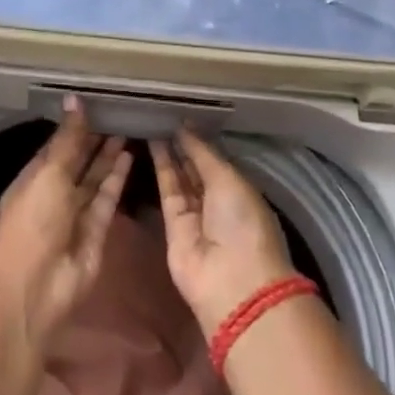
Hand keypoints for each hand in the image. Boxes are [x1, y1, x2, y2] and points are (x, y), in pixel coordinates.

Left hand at [0, 97, 130, 354]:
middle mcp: (54, 193)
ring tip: (127, 128)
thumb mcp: (49, 173)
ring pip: (94, 179)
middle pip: (77, 161)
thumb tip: (75, 99)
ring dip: (108, 157)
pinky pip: (107, 199)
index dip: (75, 126)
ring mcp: (75, 214)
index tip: (96, 103)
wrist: (36, 285)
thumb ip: (69, 139)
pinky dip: (117, 179)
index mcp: (34, 177)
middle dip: (94, 140)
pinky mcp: (97, 231)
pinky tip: (129, 156)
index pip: (57, 145)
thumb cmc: (34, 220)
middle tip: (118, 112)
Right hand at [152, 129, 297, 335]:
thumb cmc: (242, 223)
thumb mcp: (229, 180)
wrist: (231, 280)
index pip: (218, 160)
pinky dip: (161, 167)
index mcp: (242, 191)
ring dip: (169, 151)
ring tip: (154, 121)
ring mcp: (195, 214)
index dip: (201, 139)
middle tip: (163, 114)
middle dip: (183, 144)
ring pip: (180, 176)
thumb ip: (203, 153)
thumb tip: (186, 127)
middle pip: (197, 168)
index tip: (183, 115)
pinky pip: (167, 190)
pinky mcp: (172, 225)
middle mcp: (219, 201)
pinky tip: (152, 143)